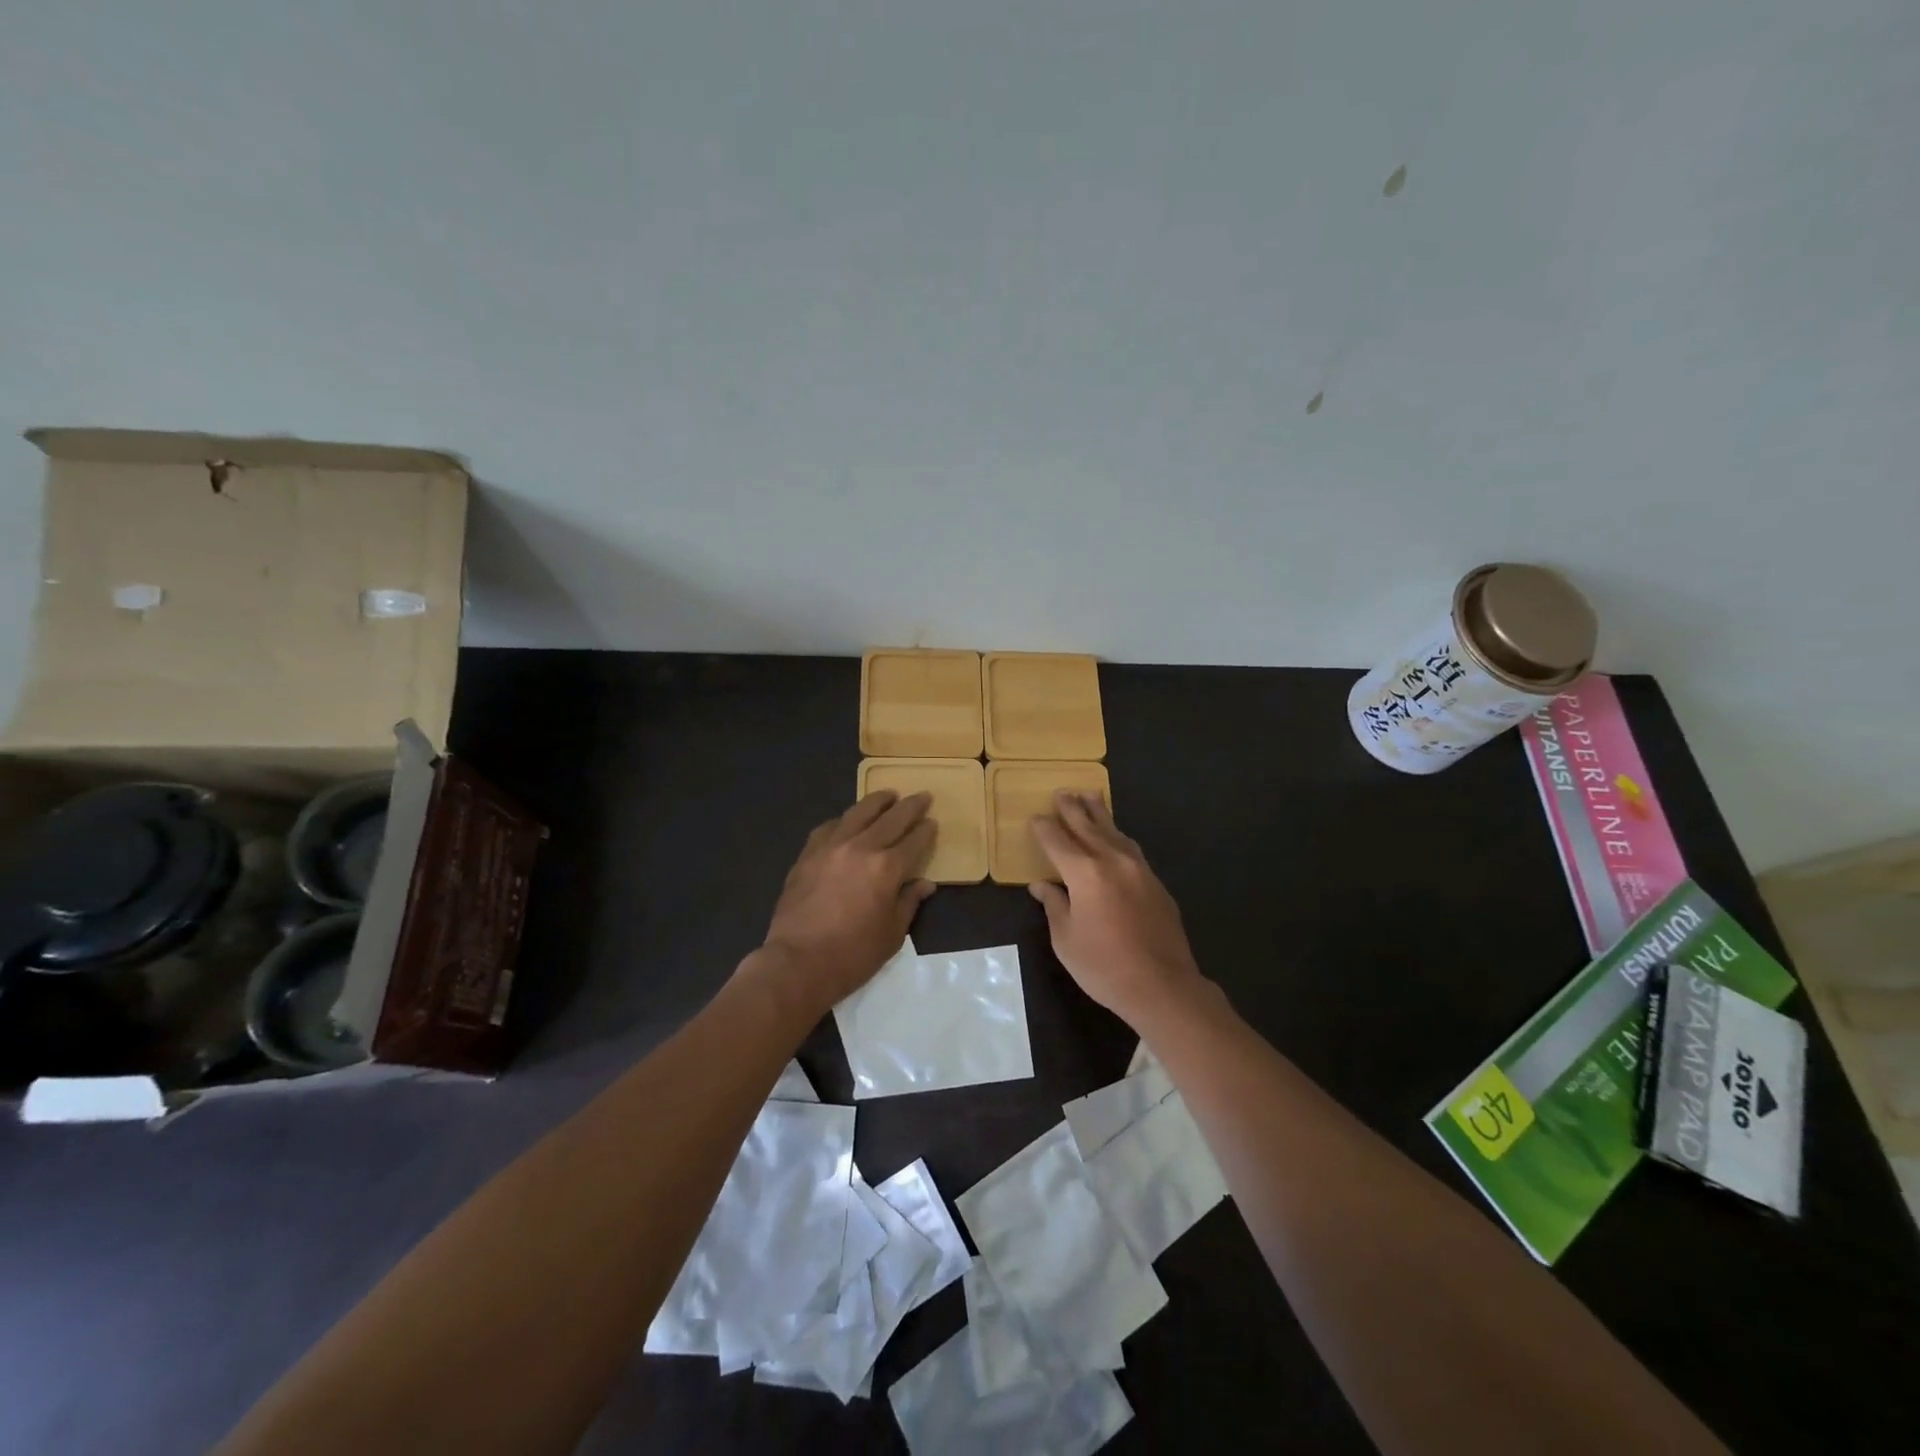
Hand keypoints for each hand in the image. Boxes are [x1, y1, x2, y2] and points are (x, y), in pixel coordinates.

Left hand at [760, 790, 936, 1011]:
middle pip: (891, 819)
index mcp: (887, 868)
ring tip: (888, 794)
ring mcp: (830, 847)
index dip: (926, 831)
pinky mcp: (807, 855)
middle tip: (922, 795)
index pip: (914, 841)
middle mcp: (861, 848)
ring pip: (858, 813)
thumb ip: (909, 902)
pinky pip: (828, 828)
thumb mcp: (892, 935)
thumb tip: (924, 884)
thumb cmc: (852, 955)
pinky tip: (847, 821)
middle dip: (910, 806)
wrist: (797, 963)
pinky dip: (843, 820)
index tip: (932, 822)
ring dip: (877, 801)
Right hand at [1029, 792, 1204, 1026]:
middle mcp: (1112, 860)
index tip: (1035, 818)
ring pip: (1114, 831)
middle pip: (1088, 826)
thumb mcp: (1066, 939)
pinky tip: (1115, 837)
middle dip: (1072, 809)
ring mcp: (1139, 869)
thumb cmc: (1104, 966)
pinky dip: (1117, 836)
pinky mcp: (1156, 882)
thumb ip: (1054, 905)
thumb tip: (1042, 885)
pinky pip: (1131, 848)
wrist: (1162, 985)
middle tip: (1061, 793)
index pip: (1057, 841)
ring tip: (1090, 797)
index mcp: (1084, 872)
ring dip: (1099, 813)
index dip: (1044, 828)